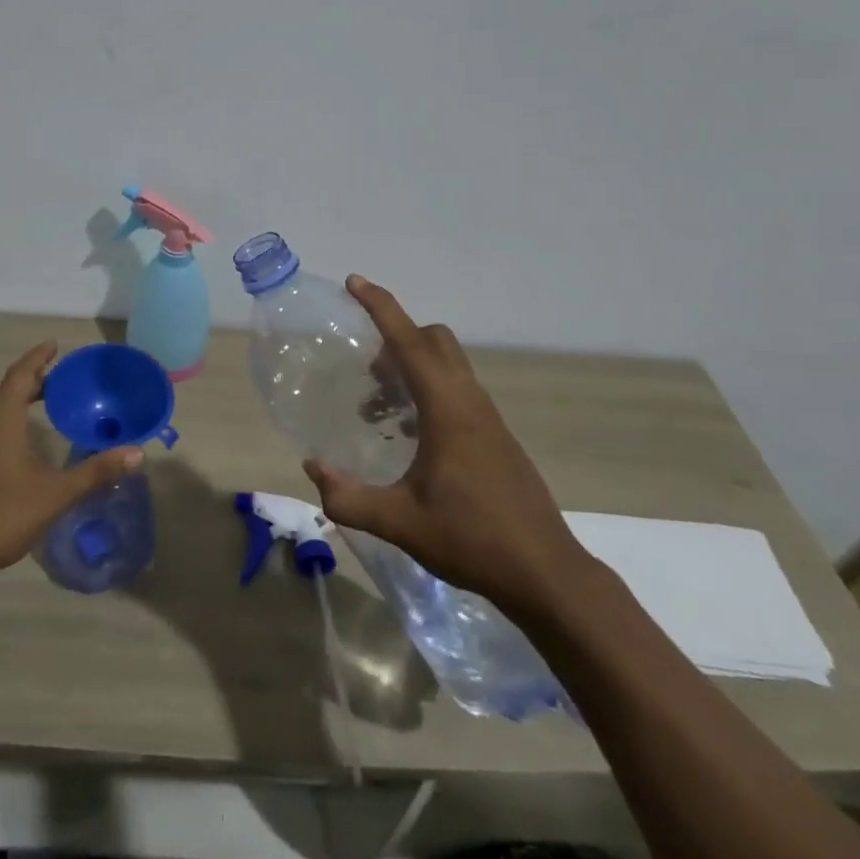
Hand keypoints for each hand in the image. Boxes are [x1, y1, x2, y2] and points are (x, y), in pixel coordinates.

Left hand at [0, 341, 142, 584]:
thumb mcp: (56, 494)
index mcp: (2, 417)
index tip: (53, 346)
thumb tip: (137, 453)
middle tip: (49, 387)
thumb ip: (96, 472)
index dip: (38, 358)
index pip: (21, 374)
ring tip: (13, 409)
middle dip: (25, 383)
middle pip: (0, 388)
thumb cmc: (2, 516)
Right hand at [303, 277, 596, 621]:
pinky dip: (428, 391)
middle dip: (396, 336)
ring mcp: (488, 419)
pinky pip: (457, 390)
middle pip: (434, 341)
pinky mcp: (496, 438)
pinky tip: (411, 437)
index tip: (354, 283)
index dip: (380, 307)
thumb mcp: (400, 523)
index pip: (410, 342)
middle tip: (365, 368)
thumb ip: (348, 497)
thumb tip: (312, 468)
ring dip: (411, 368)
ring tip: (378, 410)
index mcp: (448, 410)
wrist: (547, 576)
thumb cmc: (473, 541)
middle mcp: (470, 402)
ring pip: (448, 365)